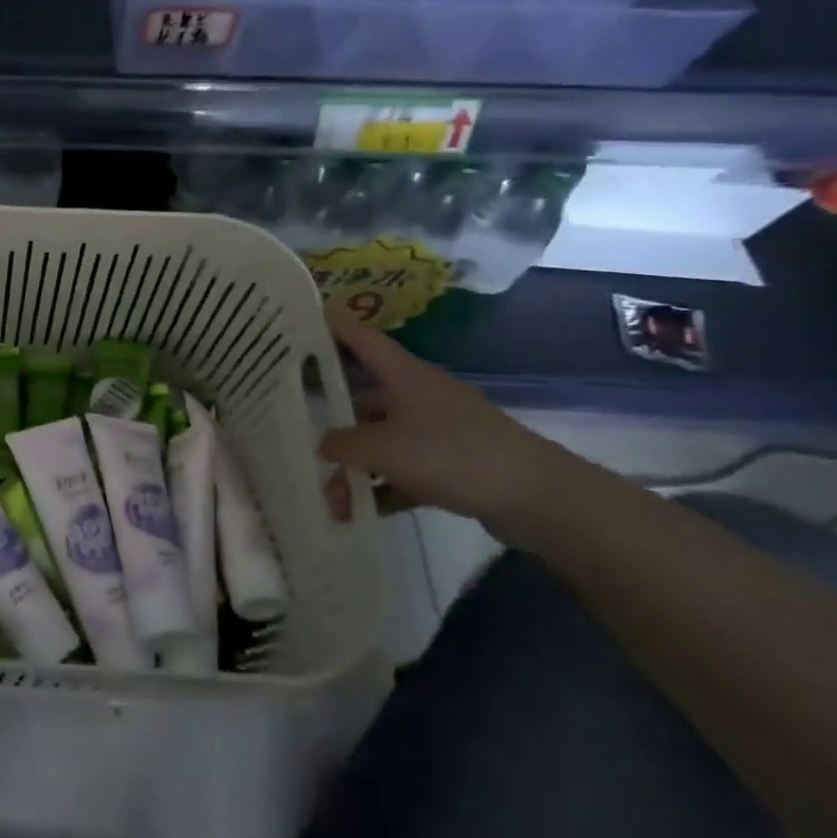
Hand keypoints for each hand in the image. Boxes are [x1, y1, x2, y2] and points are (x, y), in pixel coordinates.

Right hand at [318, 314, 579, 541]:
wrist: (537, 497)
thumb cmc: (450, 454)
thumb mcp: (381, 449)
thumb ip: (342, 444)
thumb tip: (322, 443)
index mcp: (405, 376)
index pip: (362, 340)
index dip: (333, 329)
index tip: (299, 327)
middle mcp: (421, 395)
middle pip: (366, 399)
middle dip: (335, 425)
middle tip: (303, 442)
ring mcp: (442, 430)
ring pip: (385, 440)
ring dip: (358, 467)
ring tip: (335, 501)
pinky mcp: (458, 462)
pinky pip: (408, 469)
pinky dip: (387, 485)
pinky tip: (367, 510)